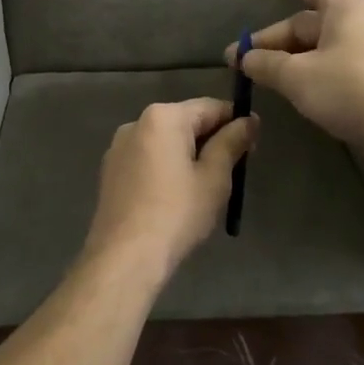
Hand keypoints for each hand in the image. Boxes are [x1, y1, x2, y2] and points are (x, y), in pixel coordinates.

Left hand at [83, 98, 257, 280]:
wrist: (125, 257)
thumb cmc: (177, 213)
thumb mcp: (214, 177)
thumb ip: (232, 142)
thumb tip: (249, 121)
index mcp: (163, 117)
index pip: (210, 107)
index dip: (236, 122)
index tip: (253, 145)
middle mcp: (136, 123)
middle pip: (185, 122)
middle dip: (211, 140)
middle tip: (234, 170)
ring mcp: (118, 147)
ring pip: (165, 141)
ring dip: (188, 155)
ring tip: (206, 186)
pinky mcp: (110, 171)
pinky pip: (147, 158)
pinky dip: (166, 168)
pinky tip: (176, 196)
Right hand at [226, 0, 363, 172]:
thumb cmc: (351, 89)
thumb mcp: (298, 76)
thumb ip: (266, 64)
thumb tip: (244, 58)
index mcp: (344, 5)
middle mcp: (359, 20)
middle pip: (305, 21)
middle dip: (270, 39)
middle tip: (236, 60)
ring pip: (317, 47)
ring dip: (286, 59)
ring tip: (257, 76)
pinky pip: (331, 65)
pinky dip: (307, 72)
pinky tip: (289, 90)